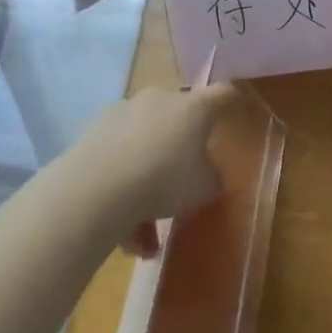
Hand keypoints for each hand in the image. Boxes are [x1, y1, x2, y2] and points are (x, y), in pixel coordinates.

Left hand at [71, 84, 238, 257]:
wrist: (96, 187)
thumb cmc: (164, 179)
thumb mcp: (203, 188)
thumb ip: (211, 178)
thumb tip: (208, 175)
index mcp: (194, 107)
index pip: (222, 94)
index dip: (233, 101)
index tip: (238, 108)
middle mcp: (160, 100)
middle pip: (178, 120)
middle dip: (180, 152)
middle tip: (181, 187)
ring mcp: (124, 112)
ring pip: (144, 146)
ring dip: (147, 184)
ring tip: (145, 238)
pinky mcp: (94, 131)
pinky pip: (119, 158)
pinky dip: (123, 188)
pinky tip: (122, 232)